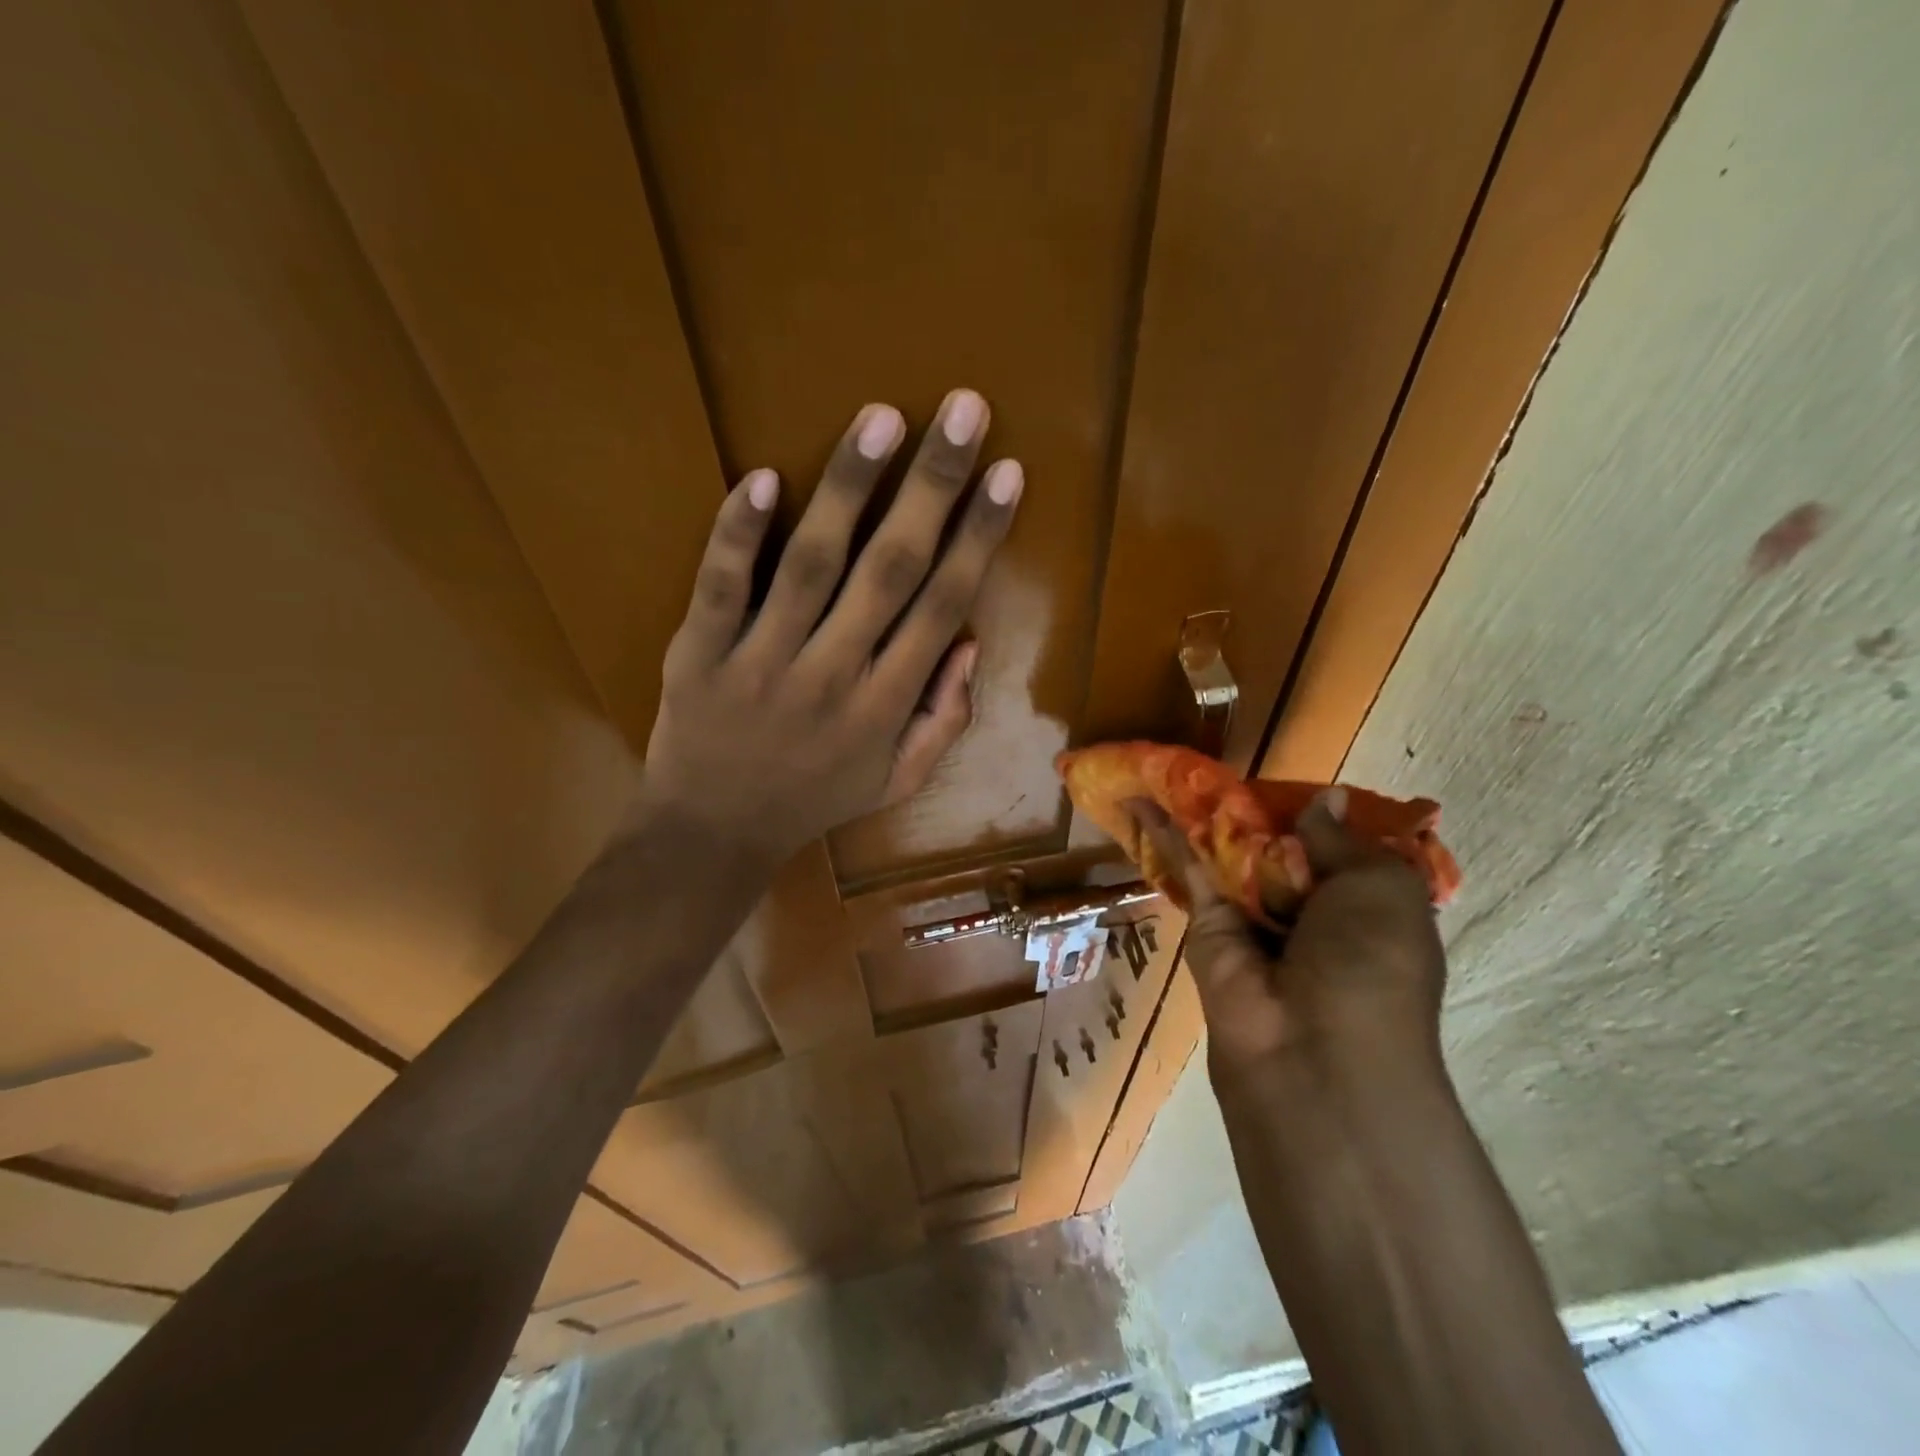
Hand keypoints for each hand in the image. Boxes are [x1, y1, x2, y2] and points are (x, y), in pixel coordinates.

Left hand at [641, 389, 1022, 868]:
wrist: (714, 832)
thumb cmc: (814, 799)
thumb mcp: (898, 780)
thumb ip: (943, 719)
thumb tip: (969, 643)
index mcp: (885, 706)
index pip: (941, 607)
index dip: (978, 538)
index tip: (1006, 474)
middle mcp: (832, 676)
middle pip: (890, 570)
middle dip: (932, 488)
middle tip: (963, 411)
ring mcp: (761, 661)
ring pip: (811, 565)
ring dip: (848, 489)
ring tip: (881, 419)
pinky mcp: (700, 653)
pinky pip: (721, 587)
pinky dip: (738, 534)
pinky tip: (761, 477)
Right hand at [1129, 789, 1446, 1080]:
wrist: (1314, 1052)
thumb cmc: (1370, 962)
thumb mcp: (1381, 887)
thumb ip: (1342, 840)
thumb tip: (1324, 799)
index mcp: (1364, 906)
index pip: (1340, 849)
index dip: (1318, 814)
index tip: (1293, 779)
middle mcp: (1310, 911)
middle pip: (1278, 847)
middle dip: (1256, 809)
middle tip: (1226, 763)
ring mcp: (1256, 919)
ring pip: (1229, 855)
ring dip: (1204, 816)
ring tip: (1172, 767)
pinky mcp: (1208, 927)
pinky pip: (1191, 872)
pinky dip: (1168, 837)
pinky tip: (1144, 801)